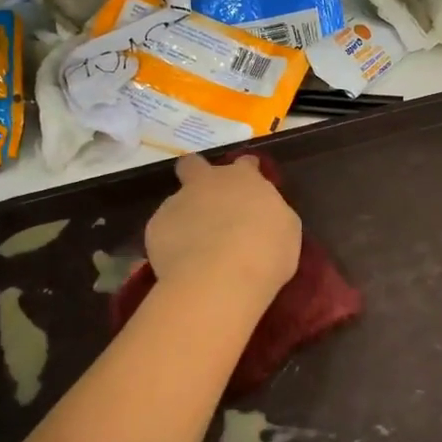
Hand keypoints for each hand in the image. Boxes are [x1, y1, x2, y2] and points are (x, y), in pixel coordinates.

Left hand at [144, 154, 301, 305]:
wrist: (220, 277)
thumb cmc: (266, 252)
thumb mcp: (286, 230)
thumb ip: (270, 213)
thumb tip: (260, 215)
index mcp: (244, 179)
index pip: (245, 164)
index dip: (246, 172)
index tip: (248, 185)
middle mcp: (208, 183)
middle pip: (194, 165)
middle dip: (196, 174)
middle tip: (205, 199)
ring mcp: (178, 202)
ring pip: (178, 203)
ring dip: (187, 218)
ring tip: (196, 249)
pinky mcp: (155, 226)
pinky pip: (164, 231)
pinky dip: (172, 243)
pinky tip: (182, 264)